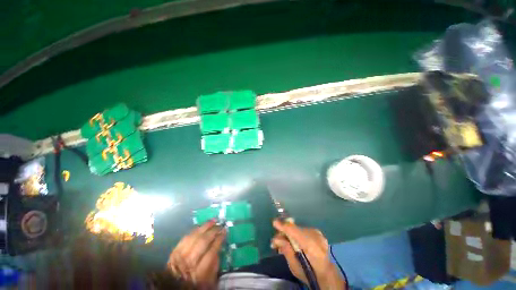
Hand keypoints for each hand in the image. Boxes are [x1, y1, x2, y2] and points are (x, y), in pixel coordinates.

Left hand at [167, 220, 225, 288]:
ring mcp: (180, 255)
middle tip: (220, 225)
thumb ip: (214, 265)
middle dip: (213, 231)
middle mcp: (189, 262)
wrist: (173, 285)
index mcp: (199, 273)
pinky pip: (186, 236)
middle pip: (203, 241)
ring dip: (205, 226)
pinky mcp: (174, 251)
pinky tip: (201, 226)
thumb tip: (219, 248)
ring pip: (194, 236)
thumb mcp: (209, 281)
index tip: (224, 232)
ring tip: (213, 221)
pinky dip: (195, 230)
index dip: (219, 239)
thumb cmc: (194, 284)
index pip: (212, 251)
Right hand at [271, 220, 345, 289]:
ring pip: (299, 229)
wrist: (326, 275)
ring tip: (283, 241)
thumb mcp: (295, 267)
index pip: (295, 231)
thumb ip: (286, 250)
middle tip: (276, 239)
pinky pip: (303, 230)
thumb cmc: (308, 273)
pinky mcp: (318, 233)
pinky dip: (296, 234)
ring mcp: (318, 233)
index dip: (284, 227)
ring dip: (290, 233)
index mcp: (311, 246)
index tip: (274, 223)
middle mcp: (316, 236)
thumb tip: (276, 239)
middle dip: (285, 232)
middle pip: (296, 229)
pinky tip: (293, 241)